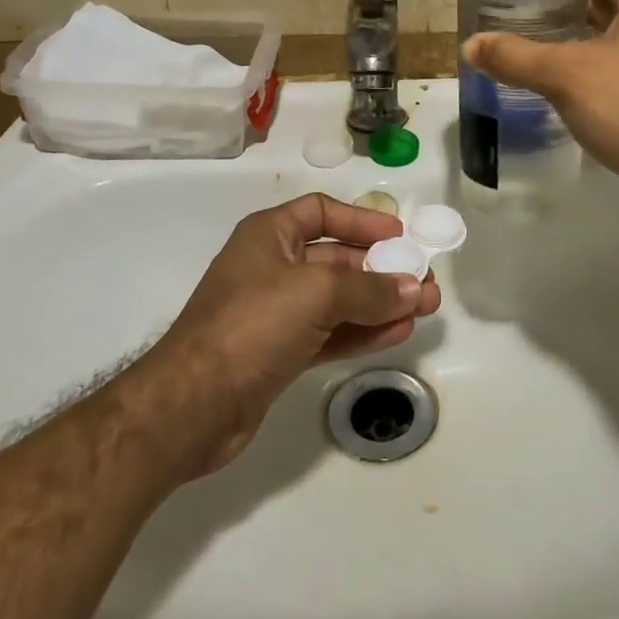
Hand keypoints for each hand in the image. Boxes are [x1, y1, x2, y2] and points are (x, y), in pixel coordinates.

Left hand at [151, 193, 439, 473]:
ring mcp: (276, 313)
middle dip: (382, 268)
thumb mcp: (315, 293)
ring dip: (381, 301)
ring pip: (339, 299)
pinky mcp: (281, 353)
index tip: (399, 234)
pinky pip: (331, 332)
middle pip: (337, 258)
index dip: (361, 219)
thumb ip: (370, 289)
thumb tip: (415, 288)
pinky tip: (399, 332)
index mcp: (269, 235)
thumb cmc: (252, 324)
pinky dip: (363, 331)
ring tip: (425, 308)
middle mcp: (273, 267)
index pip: (321, 212)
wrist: (192, 405)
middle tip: (424, 280)